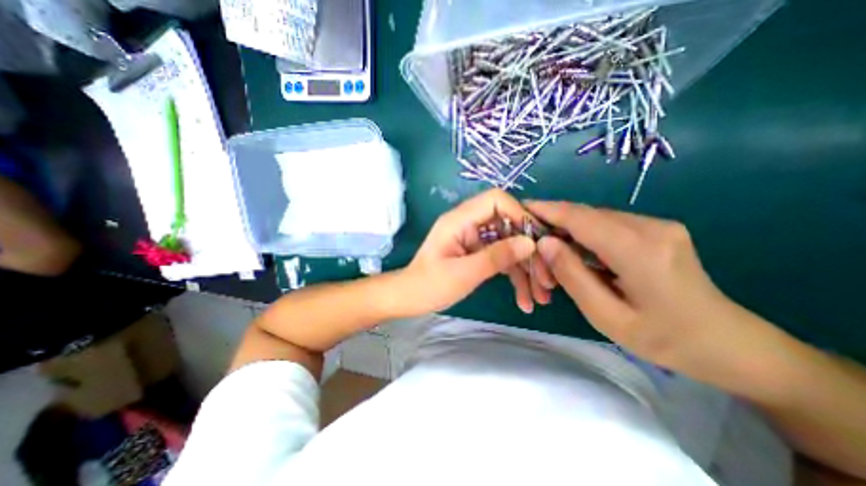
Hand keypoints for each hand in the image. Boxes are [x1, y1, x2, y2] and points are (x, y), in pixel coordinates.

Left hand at [405, 189, 554, 315]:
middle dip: (529, 250)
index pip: (496, 200)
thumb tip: (530, 243)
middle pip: (508, 225)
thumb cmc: (430, 285)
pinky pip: (501, 257)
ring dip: (525, 268)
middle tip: (547, 277)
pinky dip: (514, 275)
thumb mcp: (464, 273)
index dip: (519, 214)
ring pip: (508, 245)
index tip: (537, 241)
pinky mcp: (477, 252)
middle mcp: (469, 224)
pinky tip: (524, 298)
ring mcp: (474, 239)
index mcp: (460, 219)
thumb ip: (496, 256)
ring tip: (540, 296)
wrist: (410, 297)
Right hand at [524, 202, 754, 370]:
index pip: (580, 218)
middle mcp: (650, 227)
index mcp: (639, 250)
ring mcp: (657, 225)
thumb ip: (572, 275)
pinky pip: (607, 225)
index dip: (547, 210)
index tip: (521, 208)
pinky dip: (584, 235)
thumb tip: (544, 243)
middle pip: (585, 215)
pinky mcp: (657, 229)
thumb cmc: (665, 339)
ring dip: (568, 232)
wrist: (730, 345)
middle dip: (553, 224)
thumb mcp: (606, 316)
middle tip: (532, 244)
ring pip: (594, 218)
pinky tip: (577, 254)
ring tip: (552, 254)